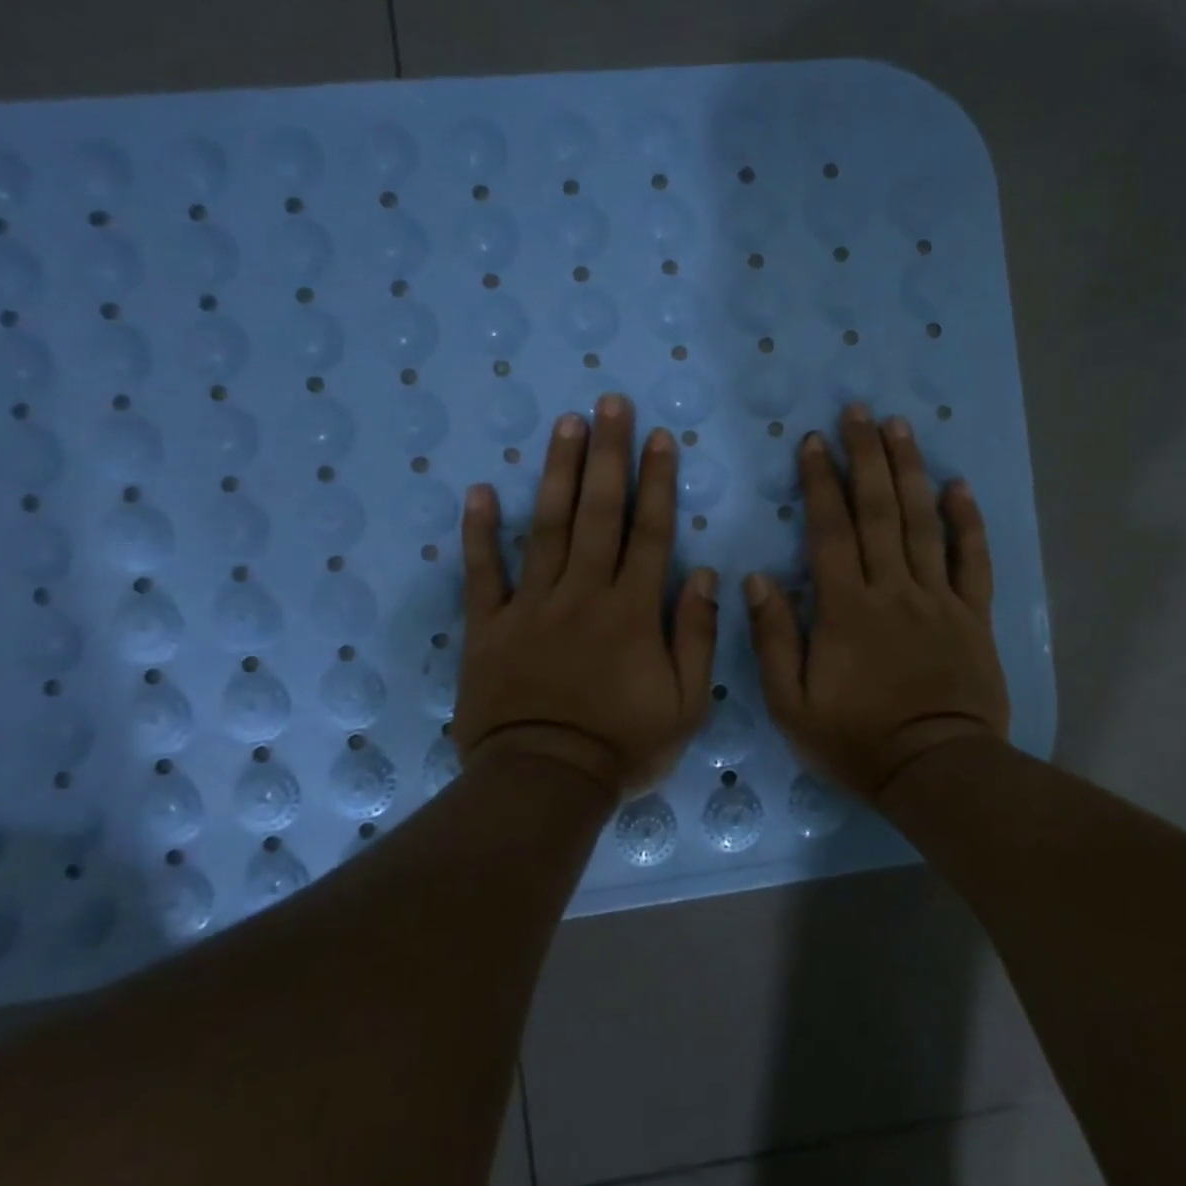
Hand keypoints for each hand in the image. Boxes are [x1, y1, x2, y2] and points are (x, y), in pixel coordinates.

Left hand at [454, 394, 718, 797]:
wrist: (544, 782)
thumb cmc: (622, 746)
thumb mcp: (687, 704)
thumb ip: (698, 637)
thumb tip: (706, 575)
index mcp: (632, 611)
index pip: (649, 532)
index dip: (657, 482)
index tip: (659, 437)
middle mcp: (583, 593)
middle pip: (598, 513)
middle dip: (607, 454)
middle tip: (608, 403)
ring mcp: (531, 606)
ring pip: (547, 527)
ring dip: (557, 473)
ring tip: (565, 424)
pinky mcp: (489, 626)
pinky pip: (483, 573)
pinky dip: (480, 533)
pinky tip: (479, 491)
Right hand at [745, 404, 1009, 801]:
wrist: (936, 770)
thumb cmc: (856, 740)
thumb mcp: (791, 703)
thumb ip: (774, 638)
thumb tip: (757, 579)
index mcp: (845, 609)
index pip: (830, 530)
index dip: (820, 483)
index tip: (813, 442)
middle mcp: (893, 590)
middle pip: (879, 511)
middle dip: (866, 457)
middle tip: (858, 412)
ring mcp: (937, 599)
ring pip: (922, 523)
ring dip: (910, 471)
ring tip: (900, 427)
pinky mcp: (971, 615)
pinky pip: (971, 560)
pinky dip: (967, 522)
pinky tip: (958, 486)